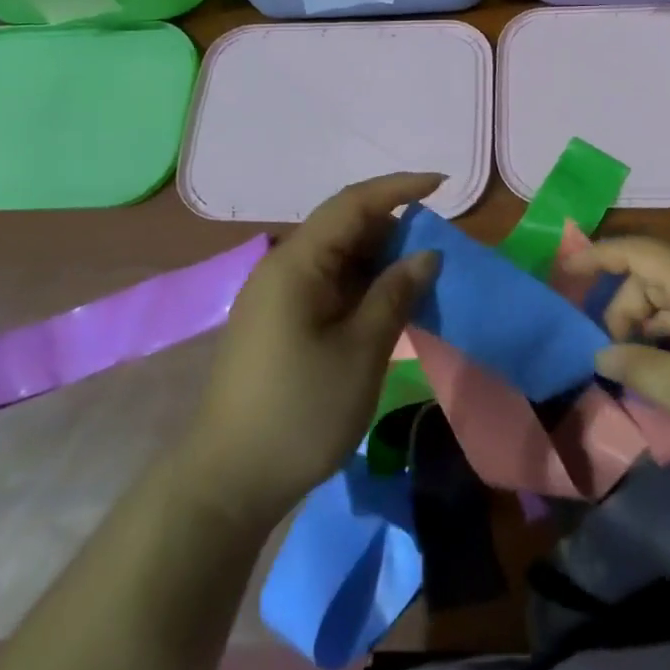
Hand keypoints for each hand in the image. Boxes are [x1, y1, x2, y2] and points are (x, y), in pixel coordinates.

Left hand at [183, 174, 441, 526]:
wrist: (227, 484)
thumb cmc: (299, 412)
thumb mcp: (361, 352)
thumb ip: (395, 294)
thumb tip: (426, 254)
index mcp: (297, 262)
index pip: (353, 203)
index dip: (399, 187)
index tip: (442, 185)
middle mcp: (283, 267)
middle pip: (345, 227)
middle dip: (394, 229)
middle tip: (438, 247)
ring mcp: (277, 296)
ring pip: (338, 257)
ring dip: (380, 260)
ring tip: (421, 278)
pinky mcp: (279, 322)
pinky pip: (328, 284)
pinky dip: (362, 286)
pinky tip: (388, 305)